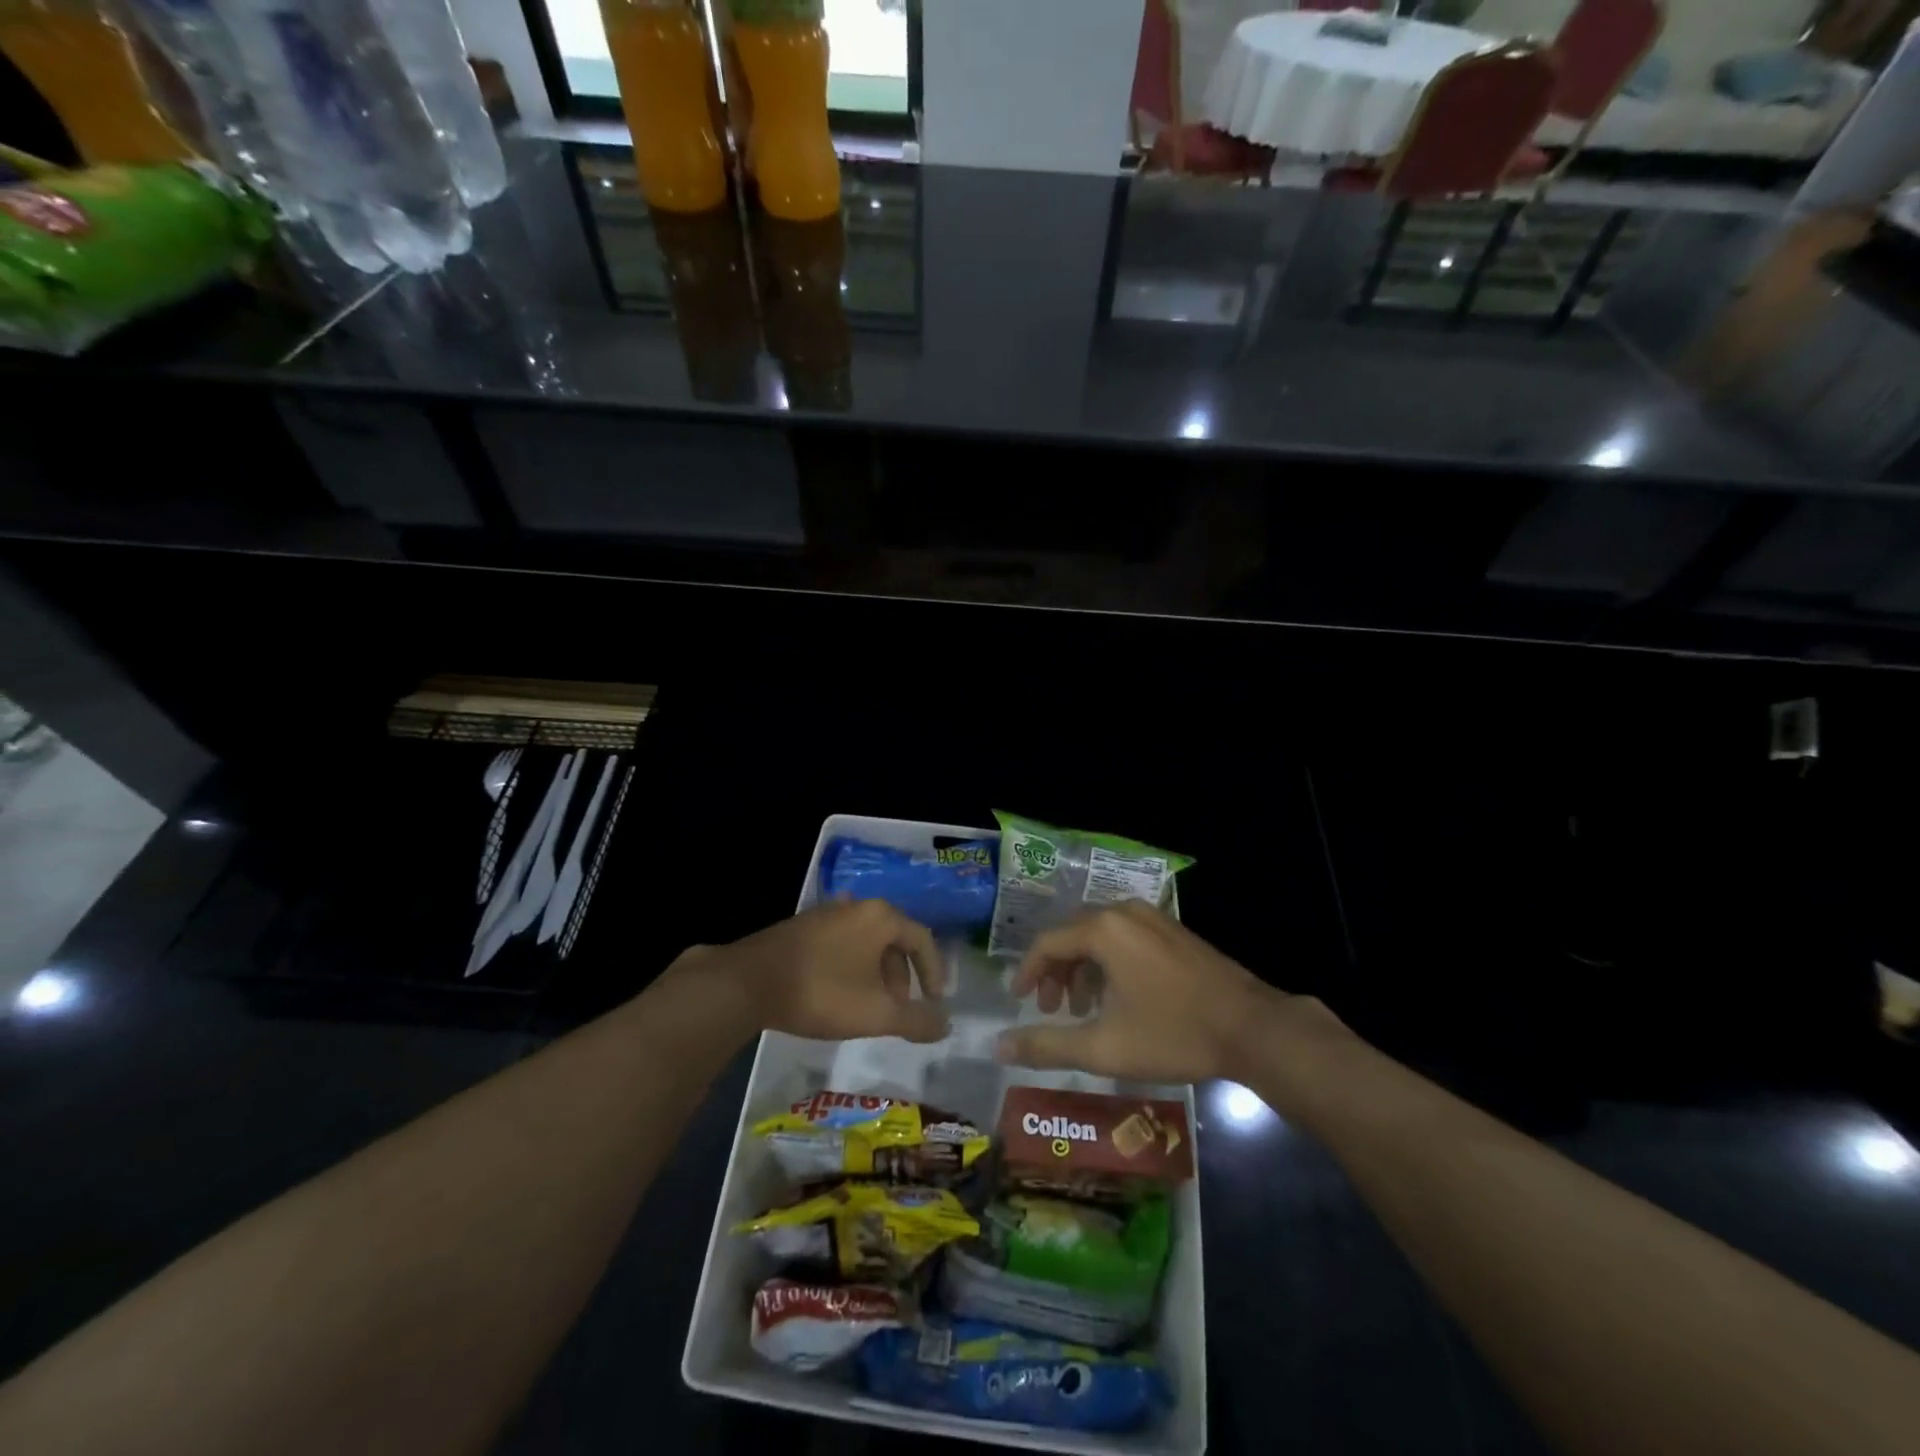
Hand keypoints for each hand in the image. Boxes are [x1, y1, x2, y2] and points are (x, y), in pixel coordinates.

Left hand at [690, 899, 949, 1043]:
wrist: (748, 982)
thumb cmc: (822, 992)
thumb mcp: (877, 1013)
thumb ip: (916, 1020)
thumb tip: (947, 1025)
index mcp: (880, 917)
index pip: (922, 939)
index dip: (934, 972)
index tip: (934, 1002)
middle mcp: (856, 906)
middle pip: (893, 939)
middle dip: (902, 976)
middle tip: (898, 1008)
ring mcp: (825, 914)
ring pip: (865, 943)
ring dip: (875, 974)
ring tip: (868, 1007)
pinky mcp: (801, 927)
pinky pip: (841, 944)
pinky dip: (851, 968)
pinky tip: (837, 995)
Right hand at [994, 901, 1336, 1084]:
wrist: (1252, 1028)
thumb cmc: (1173, 1033)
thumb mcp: (1104, 1046)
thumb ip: (1047, 1045)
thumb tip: (999, 1047)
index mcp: (1103, 929)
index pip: (1047, 943)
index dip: (1029, 973)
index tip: (1021, 1002)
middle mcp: (1124, 912)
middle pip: (1072, 935)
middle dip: (1056, 972)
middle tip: (1051, 1010)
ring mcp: (1153, 918)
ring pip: (1099, 936)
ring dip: (1082, 969)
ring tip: (1082, 1009)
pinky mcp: (1174, 930)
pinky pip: (1125, 938)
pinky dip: (1109, 963)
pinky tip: (1118, 998)